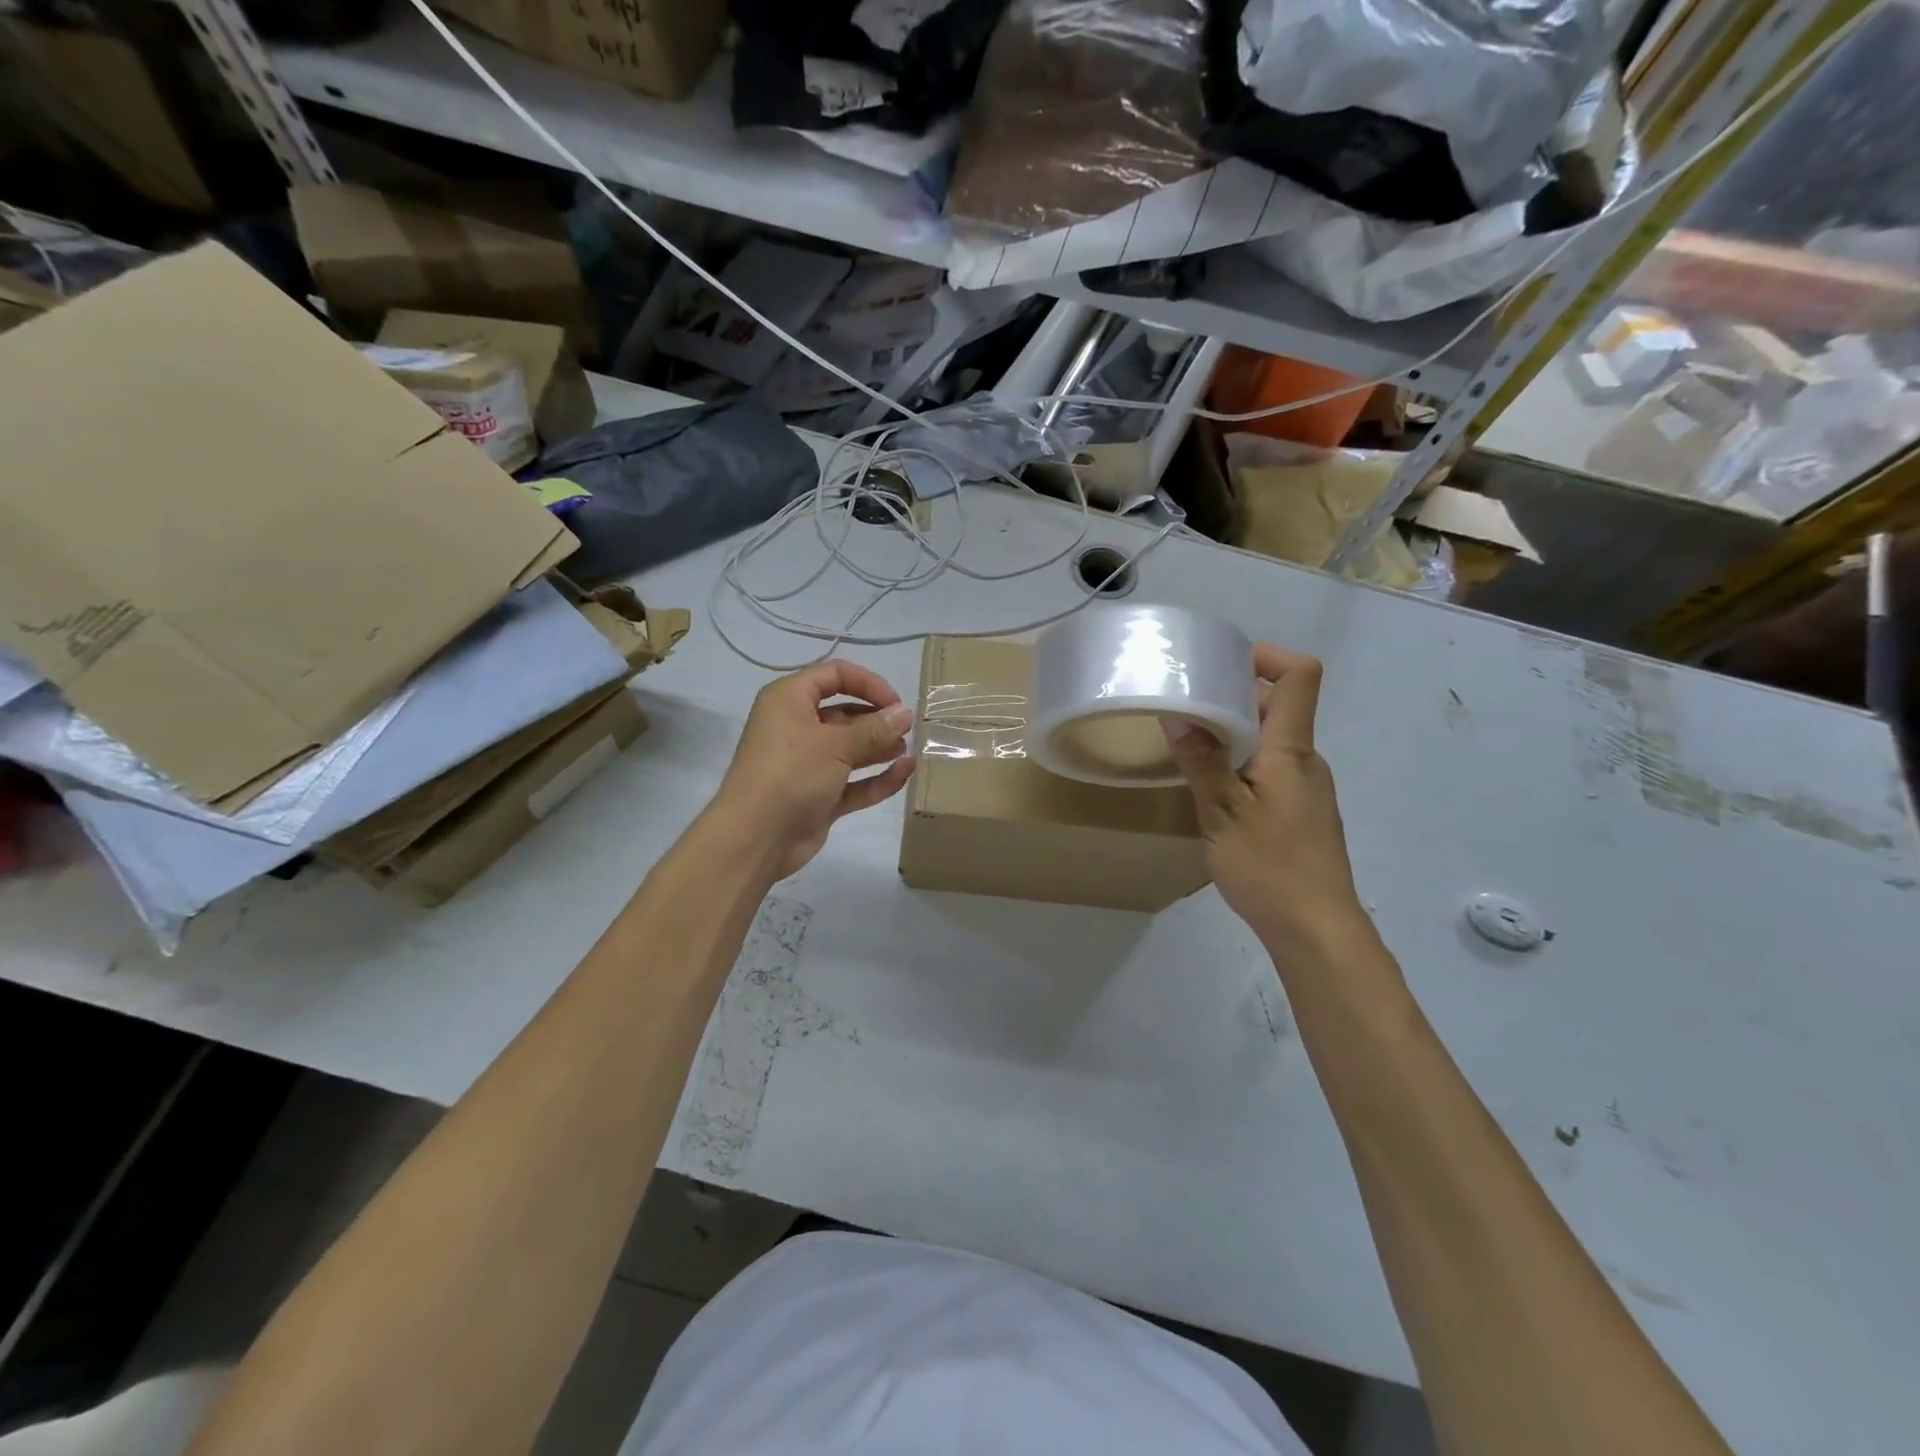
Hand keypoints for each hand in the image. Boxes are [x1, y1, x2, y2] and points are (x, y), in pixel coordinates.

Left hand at [711, 660, 915, 881]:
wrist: (755, 839)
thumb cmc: (791, 774)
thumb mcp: (835, 745)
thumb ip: (874, 729)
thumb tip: (905, 714)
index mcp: (790, 700)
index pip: (834, 675)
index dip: (868, 683)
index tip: (896, 703)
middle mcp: (797, 727)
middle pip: (844, 712)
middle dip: (877, 719)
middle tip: (908, 730)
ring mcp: (808, 764)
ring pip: (850, 748)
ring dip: (879, 747)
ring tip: (908, 749)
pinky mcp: (819, 796)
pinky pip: (853, 782)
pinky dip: (877, 778)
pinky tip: (905, 773)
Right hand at [1163, 646, 1364, 949]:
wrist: (1317, 930)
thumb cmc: (1270, 868)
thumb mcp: (1223, 814)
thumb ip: (1202, 762)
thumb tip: (1179, 713)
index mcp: (1291, 751)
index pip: (1300, 676)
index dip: (1267, 656)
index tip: (1223, 661)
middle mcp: (1306, 760)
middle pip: (1280, 706)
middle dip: (1234, 695)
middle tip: (1187, 702)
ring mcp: (1308, 788)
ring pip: (1272, 741)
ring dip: (1235, 733)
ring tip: (1190, 744)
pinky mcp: (1302, 813)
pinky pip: (1272, 769)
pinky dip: (1242, 763)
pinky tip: (1213, 790)